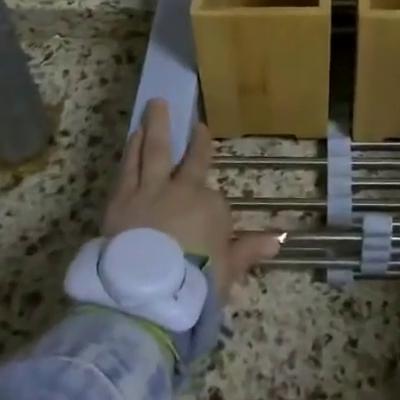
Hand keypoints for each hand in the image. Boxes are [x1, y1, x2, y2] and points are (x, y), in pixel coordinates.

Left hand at [103, 99, 281, 302]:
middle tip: (193, 121)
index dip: (212, 202)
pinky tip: (132, 137)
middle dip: (193, 140)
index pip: (214, 198)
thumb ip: (249, 249)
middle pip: (189, 160)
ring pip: (153, 152)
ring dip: (155, 128)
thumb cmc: (193, 281)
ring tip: (154, 108)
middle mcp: (181, 189)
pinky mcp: (120, 199)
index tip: (211, 201)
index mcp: (209, 206)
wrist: (145, 291)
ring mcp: (148, 191)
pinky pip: (128, 167)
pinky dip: (131, 150)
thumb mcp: (227, 269)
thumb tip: (279, 239)